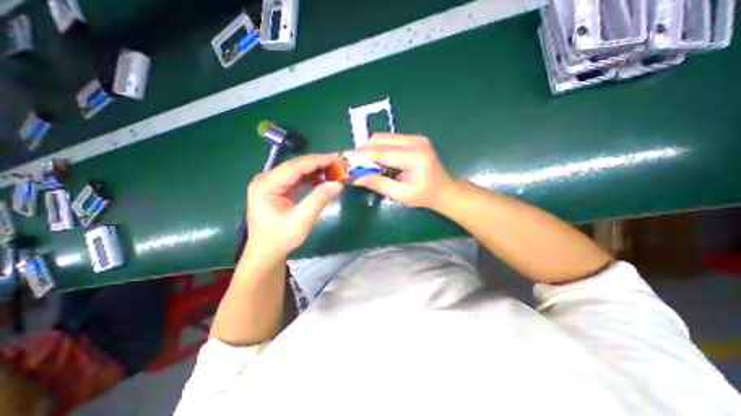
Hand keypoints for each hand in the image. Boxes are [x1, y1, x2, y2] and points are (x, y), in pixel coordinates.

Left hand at [248, 154, 341, 260]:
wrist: (266, 252)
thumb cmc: (281, 238)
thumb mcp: (302, 220)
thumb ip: (319, 199)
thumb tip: (338, 184)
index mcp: (266, 185)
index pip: (295, 167)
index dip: (317, 161)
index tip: (336, 158)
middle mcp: (266, 180)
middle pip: (295, 166)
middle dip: (317, 164)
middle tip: (338, 163)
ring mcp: (271, 184)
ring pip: (297, 171)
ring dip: (315, 170)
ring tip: (333, 171)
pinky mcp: (277, 189)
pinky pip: (296, 179)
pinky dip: (310, 178)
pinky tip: (321, 180)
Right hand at [355, 135, 458, 209]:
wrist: (444, 190)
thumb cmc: (425, 196)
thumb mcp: (401, 195)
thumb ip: (378, 184)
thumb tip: (356, 178)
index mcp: (414, 156)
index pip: (381, 152)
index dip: (361, 156)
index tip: (346, 160)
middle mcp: (415, 141)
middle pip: (380, 139)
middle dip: (364, 151)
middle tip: (355, 164)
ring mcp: (415, 138)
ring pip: (384, 137)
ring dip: (371, 149)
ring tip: (366, 164)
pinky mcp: (414, 139)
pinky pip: (390, 140)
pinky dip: (380, 148)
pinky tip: (379, 161)